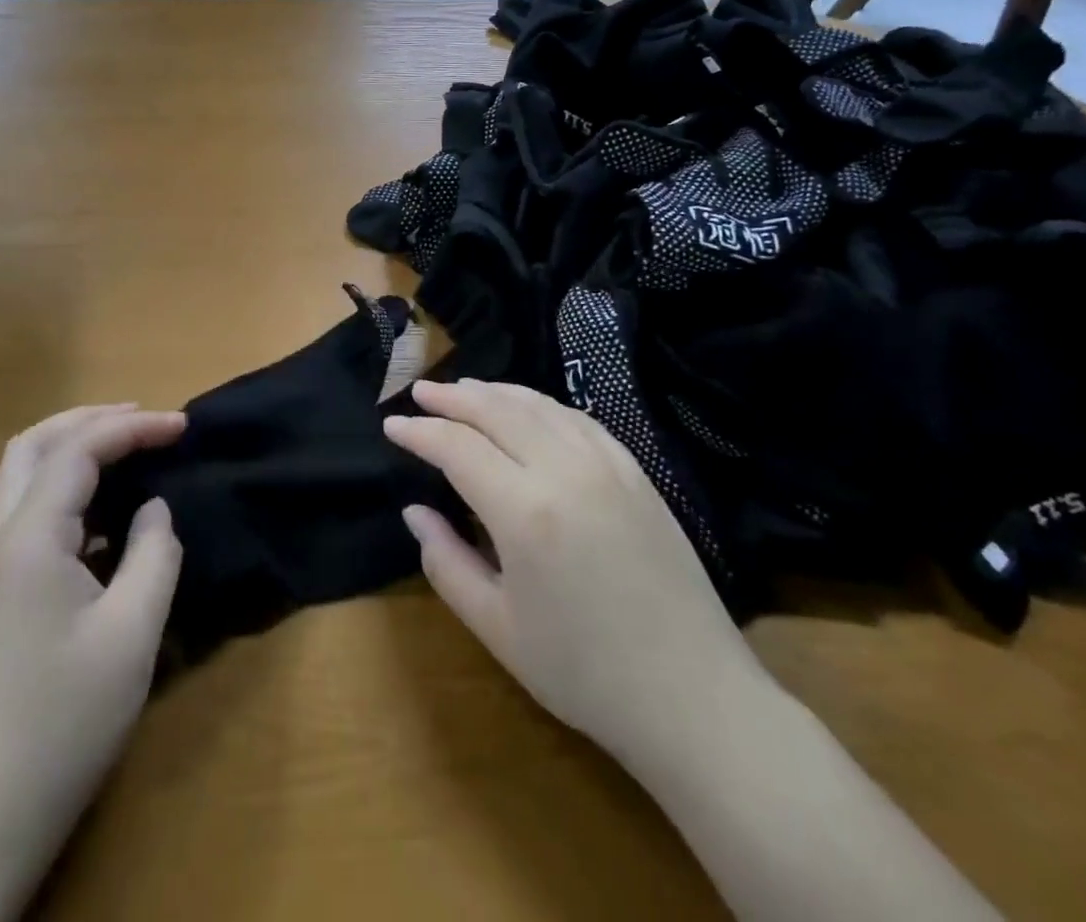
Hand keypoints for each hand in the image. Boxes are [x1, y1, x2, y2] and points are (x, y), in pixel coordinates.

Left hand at [0, 405, 184, 901]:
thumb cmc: (63, 721)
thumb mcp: (132, 633)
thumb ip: (153, 554)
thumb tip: (154, 510)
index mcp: (30, 538)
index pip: (80, 450)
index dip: (135, 427)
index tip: (183, 427)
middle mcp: (0, 540)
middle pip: (33, 446)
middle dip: (89, 419)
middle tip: (144, 420)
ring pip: (24, 478)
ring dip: (75, 451)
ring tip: (129, 452)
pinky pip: (30, 516)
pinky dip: (68, 492)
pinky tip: (107, 520)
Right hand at [386, 380, 770, 765]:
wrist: (693, 697)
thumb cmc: (584, 673)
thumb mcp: (497, 628)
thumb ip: (446, 562)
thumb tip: (414, 511)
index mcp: (524, 511)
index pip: (457, 447)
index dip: (420, 432)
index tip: (392, 425)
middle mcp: (564, 470)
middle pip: (496, 410)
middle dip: (452, 397)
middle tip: (420, 392)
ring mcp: (606, 465)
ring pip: (538, 405)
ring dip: (494, 392)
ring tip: (463, 389)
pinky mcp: (635, 471)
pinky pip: (577, 419)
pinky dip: (541, 404)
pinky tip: (527, 409)